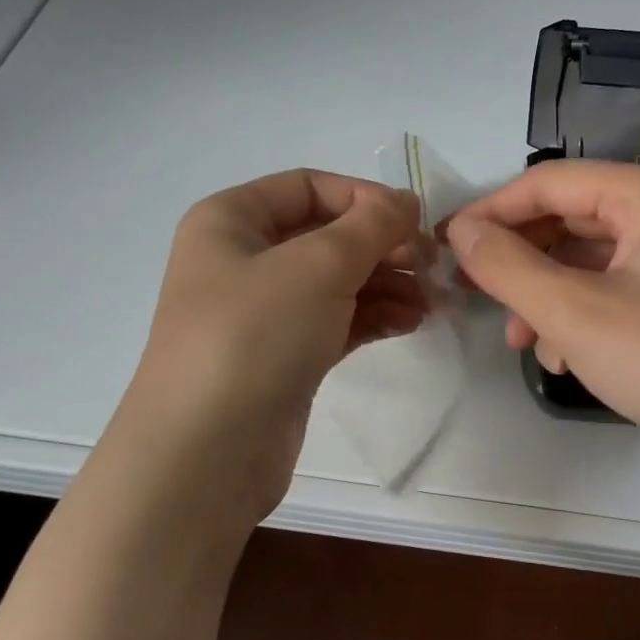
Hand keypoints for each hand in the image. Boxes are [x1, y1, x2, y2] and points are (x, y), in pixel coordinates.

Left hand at [114, 169, 425, 526]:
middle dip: (382, 247)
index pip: (309, 187)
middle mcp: (242, 260)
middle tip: (432, 266)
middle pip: (326, 236)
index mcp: (231, 221)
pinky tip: (411, 322)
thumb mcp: (319, 264)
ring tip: (432, 300)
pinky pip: (335, 321)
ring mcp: (261, 313)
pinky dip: (373, 317)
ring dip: (386, 284)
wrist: (207, 452)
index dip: (364, 198)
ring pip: (335, 282)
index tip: (414, 222)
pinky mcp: (282, 356)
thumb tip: (406, 201)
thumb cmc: (255, 335)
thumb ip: (371, 225)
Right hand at [447, 161, 639, 494]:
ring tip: (523, 342)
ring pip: (588, 262)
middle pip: (569, 220)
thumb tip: (461, 230)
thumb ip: (508, 266)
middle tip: (478, 295)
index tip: (447, 246)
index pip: (549, 182)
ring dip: (547, 296)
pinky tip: (566, 360)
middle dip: (520, 260)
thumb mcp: (574, 311)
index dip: (491, 211)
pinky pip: (615, 294)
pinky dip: (582, 319)